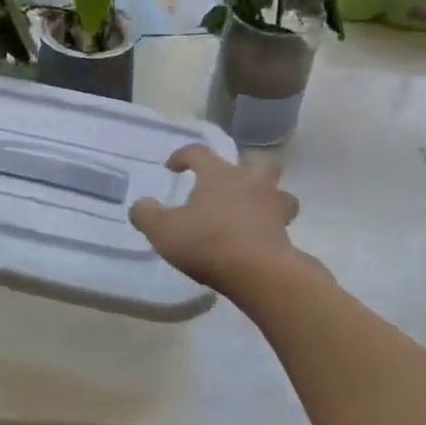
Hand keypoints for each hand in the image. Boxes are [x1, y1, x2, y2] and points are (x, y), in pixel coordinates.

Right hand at [129, 144, 301, 292]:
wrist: (258, 272)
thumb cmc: (207, 242)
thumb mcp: (163, 230)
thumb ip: (147, 214)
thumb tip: (140, 205)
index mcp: (219, 175)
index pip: (200, 152)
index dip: (183, 155)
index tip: (172, 167)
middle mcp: (250, 183)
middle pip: (257, 161)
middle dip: (245, 167)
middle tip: (230, 181)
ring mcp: (272, 208)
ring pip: (279, 192)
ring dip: (268, 197)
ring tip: (252, 210)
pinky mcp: (286, 235)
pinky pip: (281, 224)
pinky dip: (271, 228)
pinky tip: (257, 240)